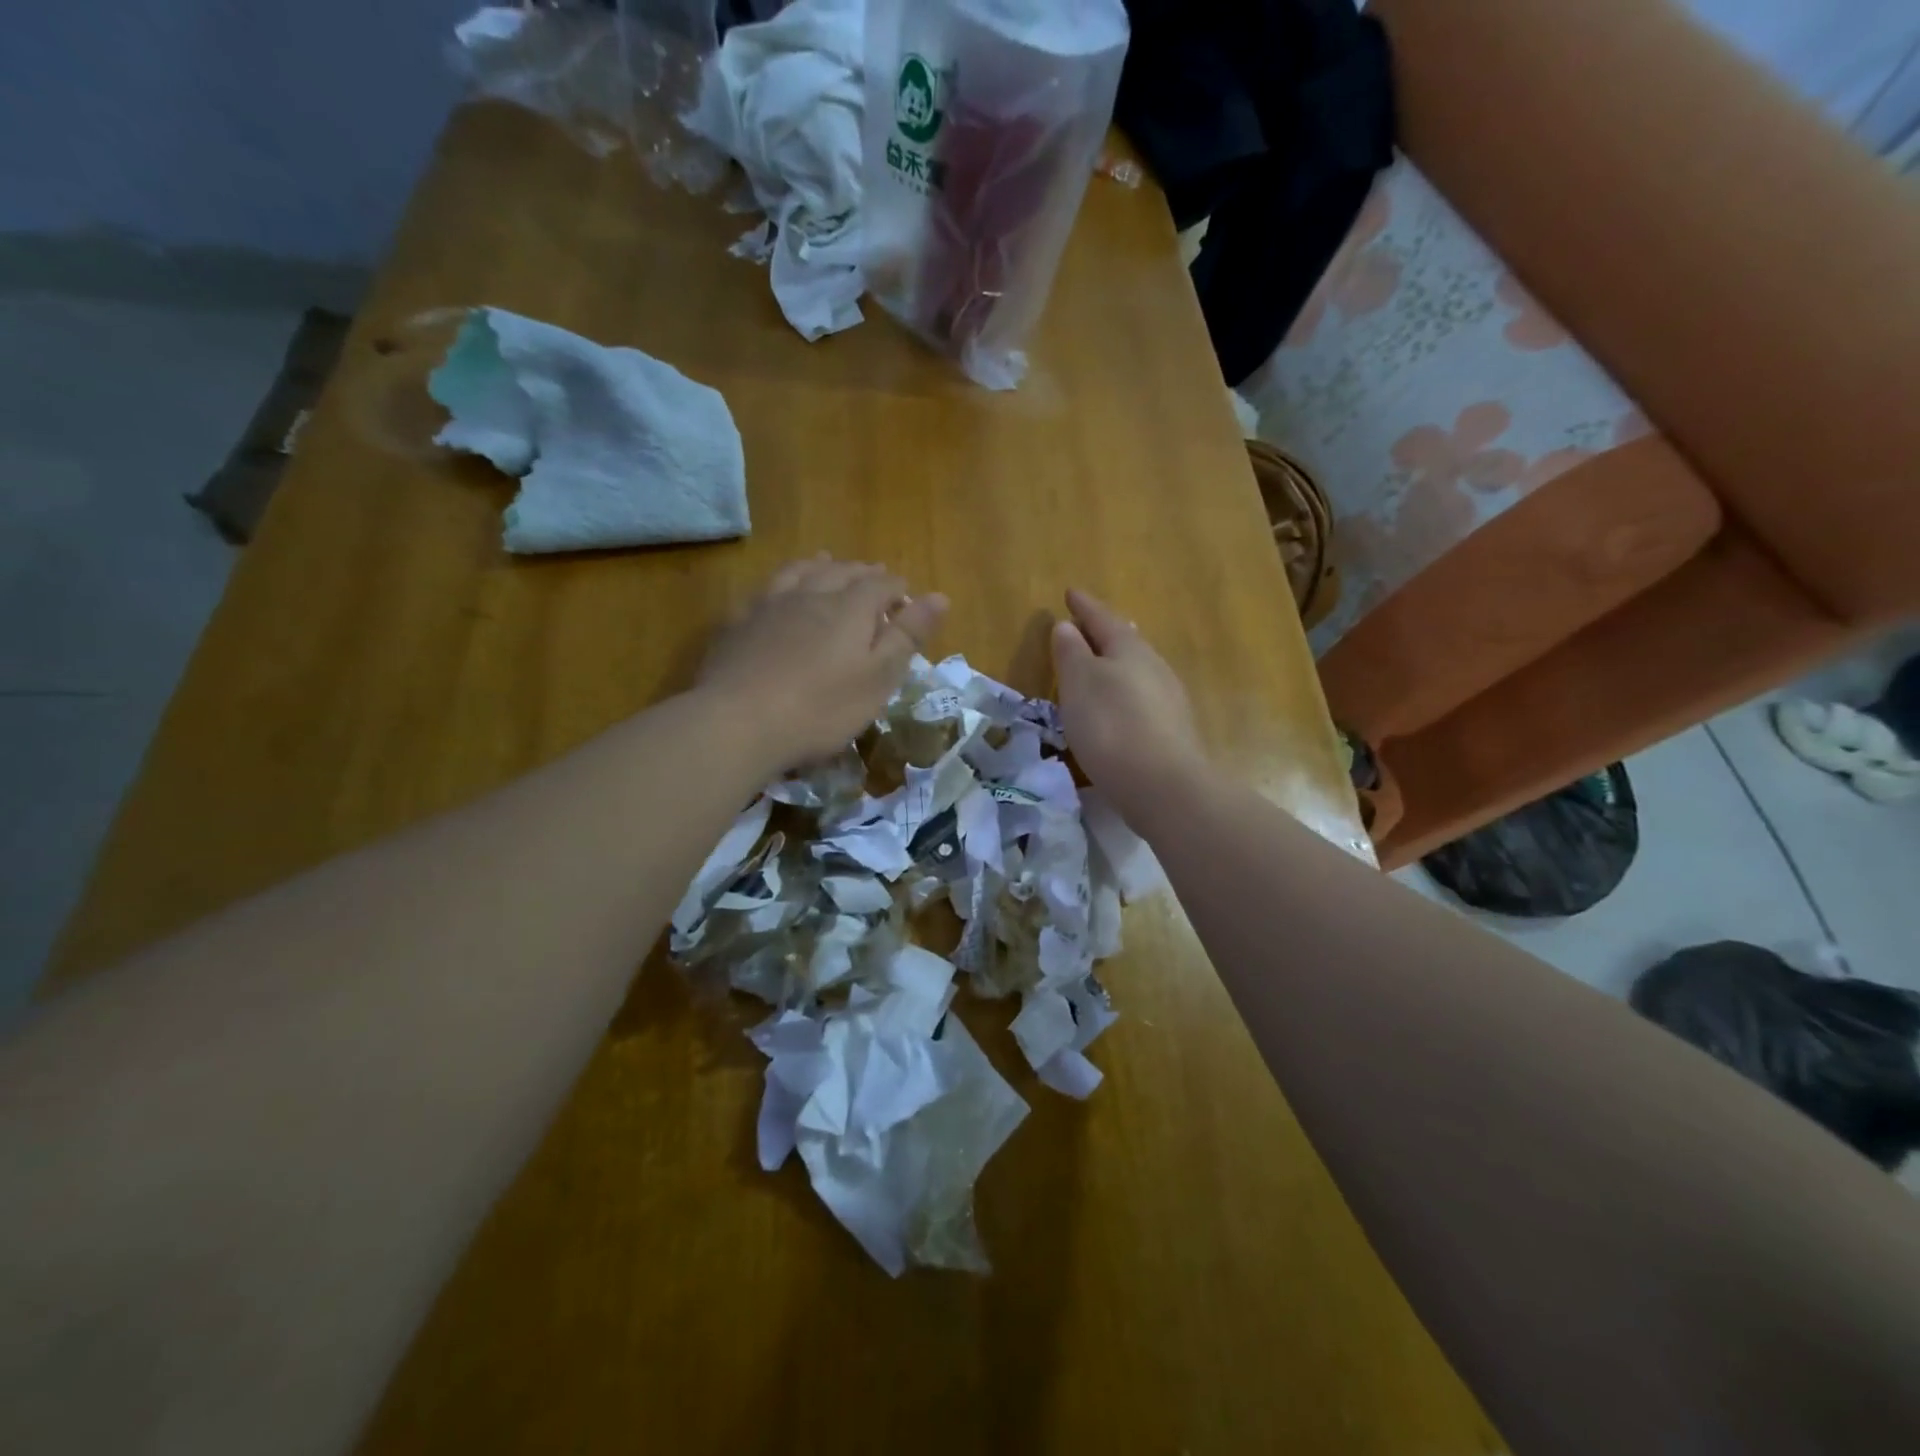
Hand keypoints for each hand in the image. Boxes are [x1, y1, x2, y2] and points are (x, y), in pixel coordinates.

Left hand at [697, 556, 947, 772]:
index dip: (898, 589)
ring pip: (800, 571)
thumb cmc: (821, 708)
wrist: (738, 723)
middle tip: (874, 579)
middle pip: (841, 571)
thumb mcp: (878, 678)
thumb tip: (941, 596)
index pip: (882, 584)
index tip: (907, 600)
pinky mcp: (738, 622)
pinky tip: (778, 593)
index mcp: (850, 607)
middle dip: (863, 573)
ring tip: (828, 564)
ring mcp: (770, 604)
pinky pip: (765, 589)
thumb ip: (908, 635)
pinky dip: (782, 583)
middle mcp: (811, 593)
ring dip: (820, 566)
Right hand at [1052, 589, 1205, 808]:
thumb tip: (1067, 626)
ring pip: (1138, 669)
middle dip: (1106, 631)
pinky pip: (1142, 696)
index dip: (1084, 606)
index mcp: (1129, 649)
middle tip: (1090, 622)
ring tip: (1102, 662)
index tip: (1070, 593)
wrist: (1163, 785)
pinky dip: (1126, 691)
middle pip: (1126, 641)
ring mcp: (1168, 699)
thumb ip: (1071, 653)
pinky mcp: (1171, 729)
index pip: (1102, 618)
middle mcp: (1154, 667)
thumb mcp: (1079, 684)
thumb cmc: (1111, 726)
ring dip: (1117, 661)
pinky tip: (1120, 705)